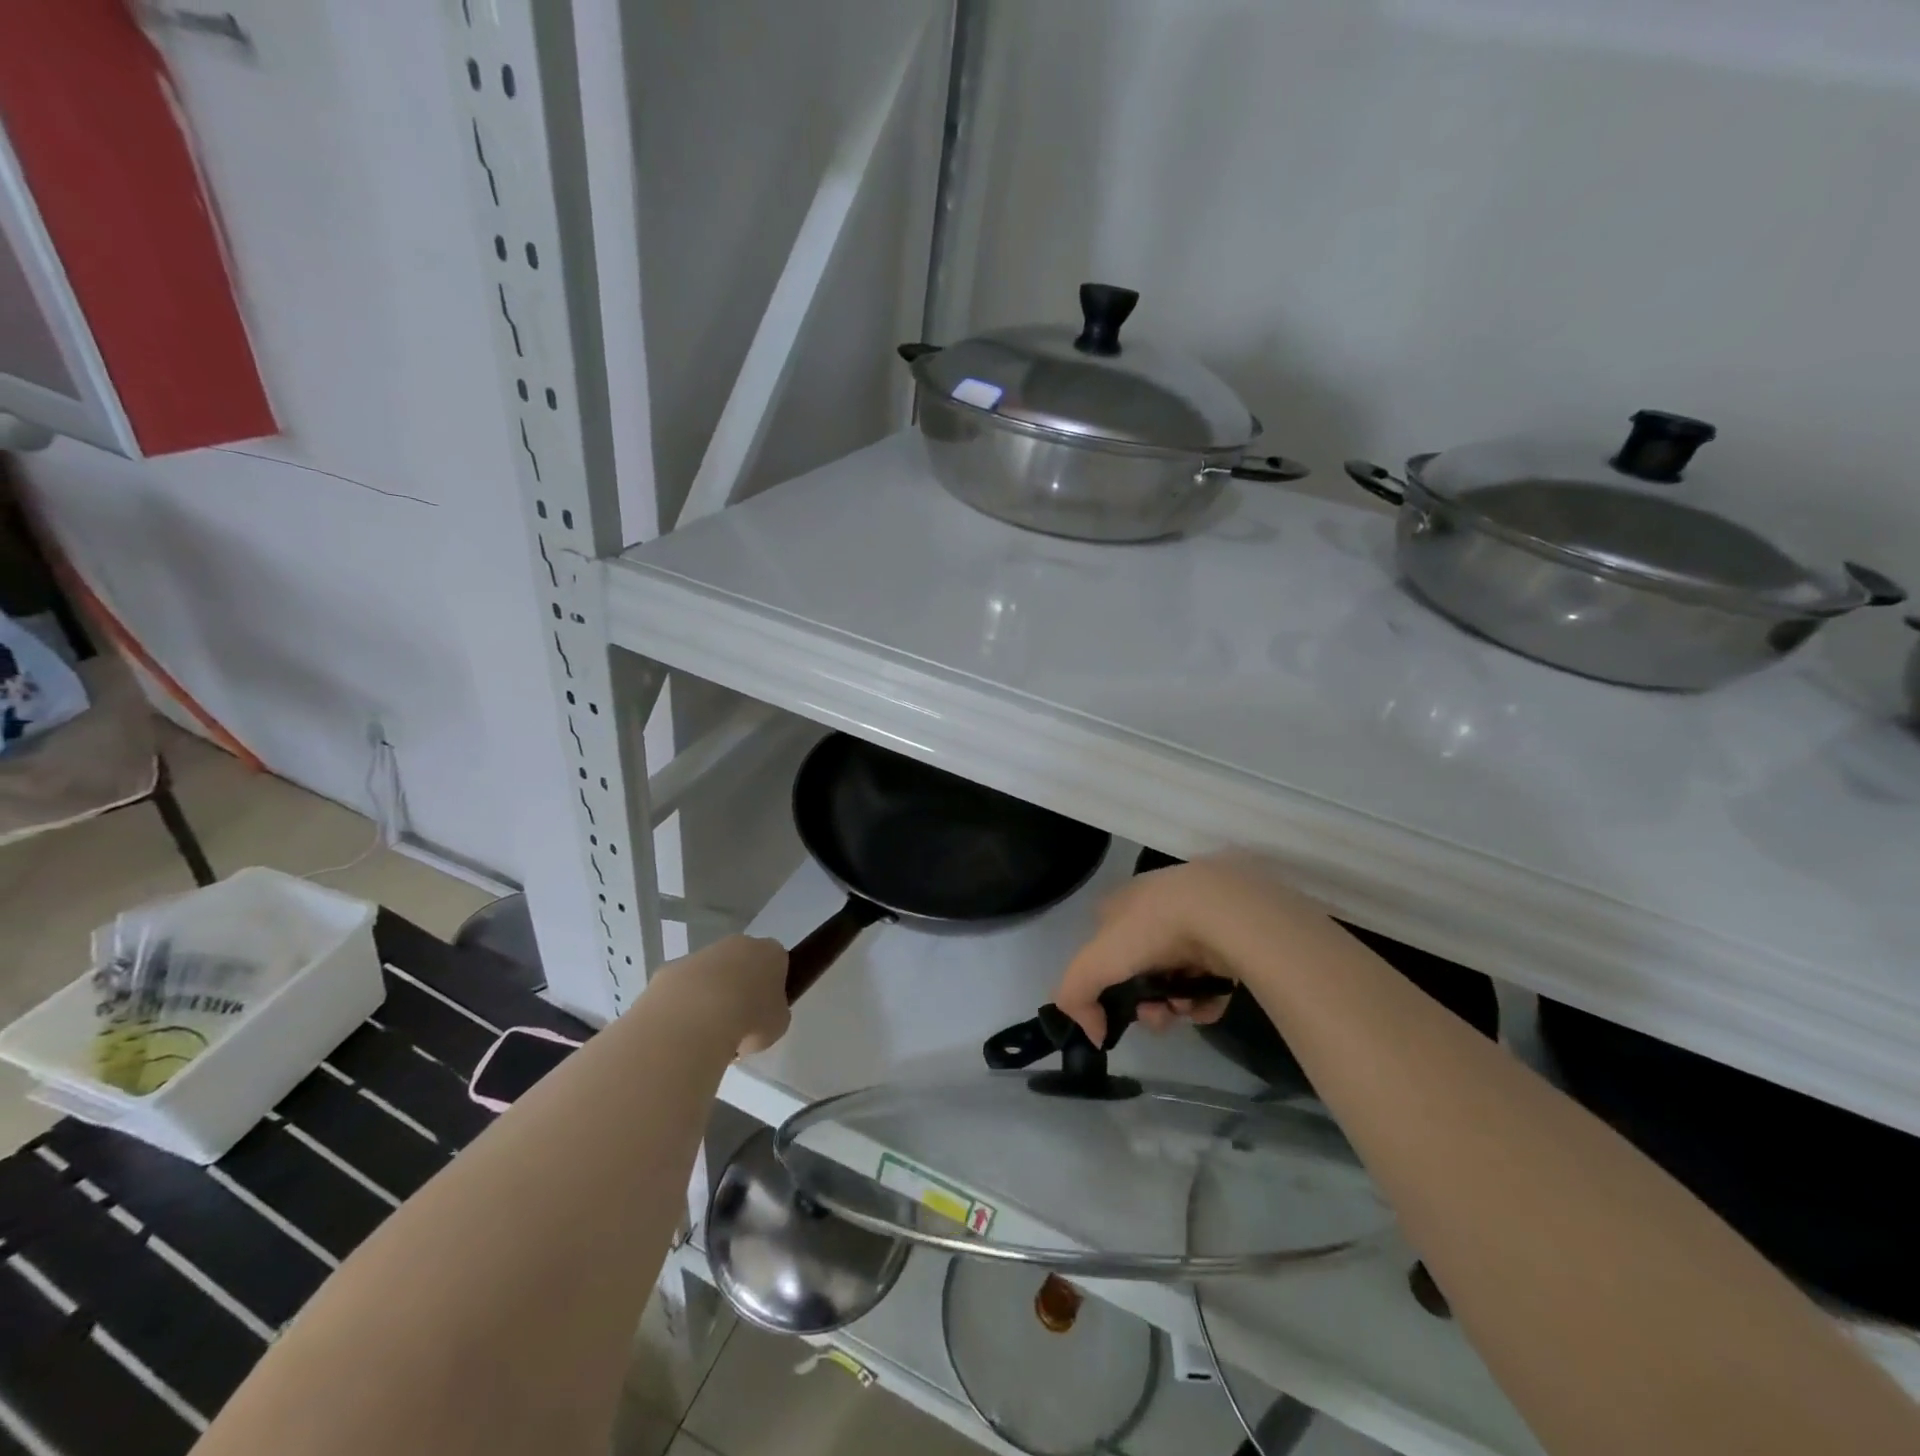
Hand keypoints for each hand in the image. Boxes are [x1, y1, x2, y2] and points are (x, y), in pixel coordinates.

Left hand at [658, 934, 789, 1055]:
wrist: (696, 1019)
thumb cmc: (749, 1018)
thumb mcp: (777, 1024)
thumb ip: (774, 1014)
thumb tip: (761, 1017)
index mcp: (770, 952)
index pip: (776, 963)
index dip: (771, 987)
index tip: (765, 1011)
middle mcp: (737, 944)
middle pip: (741, 964)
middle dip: (739, 988)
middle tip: (737, 1023)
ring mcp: (700, 954)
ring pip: (708, 976)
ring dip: (709, 998)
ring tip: (706, 1034)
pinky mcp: (669, 969)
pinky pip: (681, 989)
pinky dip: (682, 1007)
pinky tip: (683, 1031)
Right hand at [1053, 854, 1330, 1044]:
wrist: (1223, 911)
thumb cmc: (1152, 928)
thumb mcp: (1095, 961)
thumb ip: (1076, 995)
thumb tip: (1094, 1033)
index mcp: (1122, 903)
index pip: (1104, 945)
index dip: (1107, 980)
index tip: (1120, 1006)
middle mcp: (1157, 910)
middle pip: (1141, 969)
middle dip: (1144, 1000)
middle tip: (1155, 1015)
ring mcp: (1196, 924)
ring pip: (1176, 978)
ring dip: (1174, 1004)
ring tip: (1184, 1009)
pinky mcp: (1230, 942)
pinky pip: (1211, 982)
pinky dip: (1205, 1001)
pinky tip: (1206, 1005)